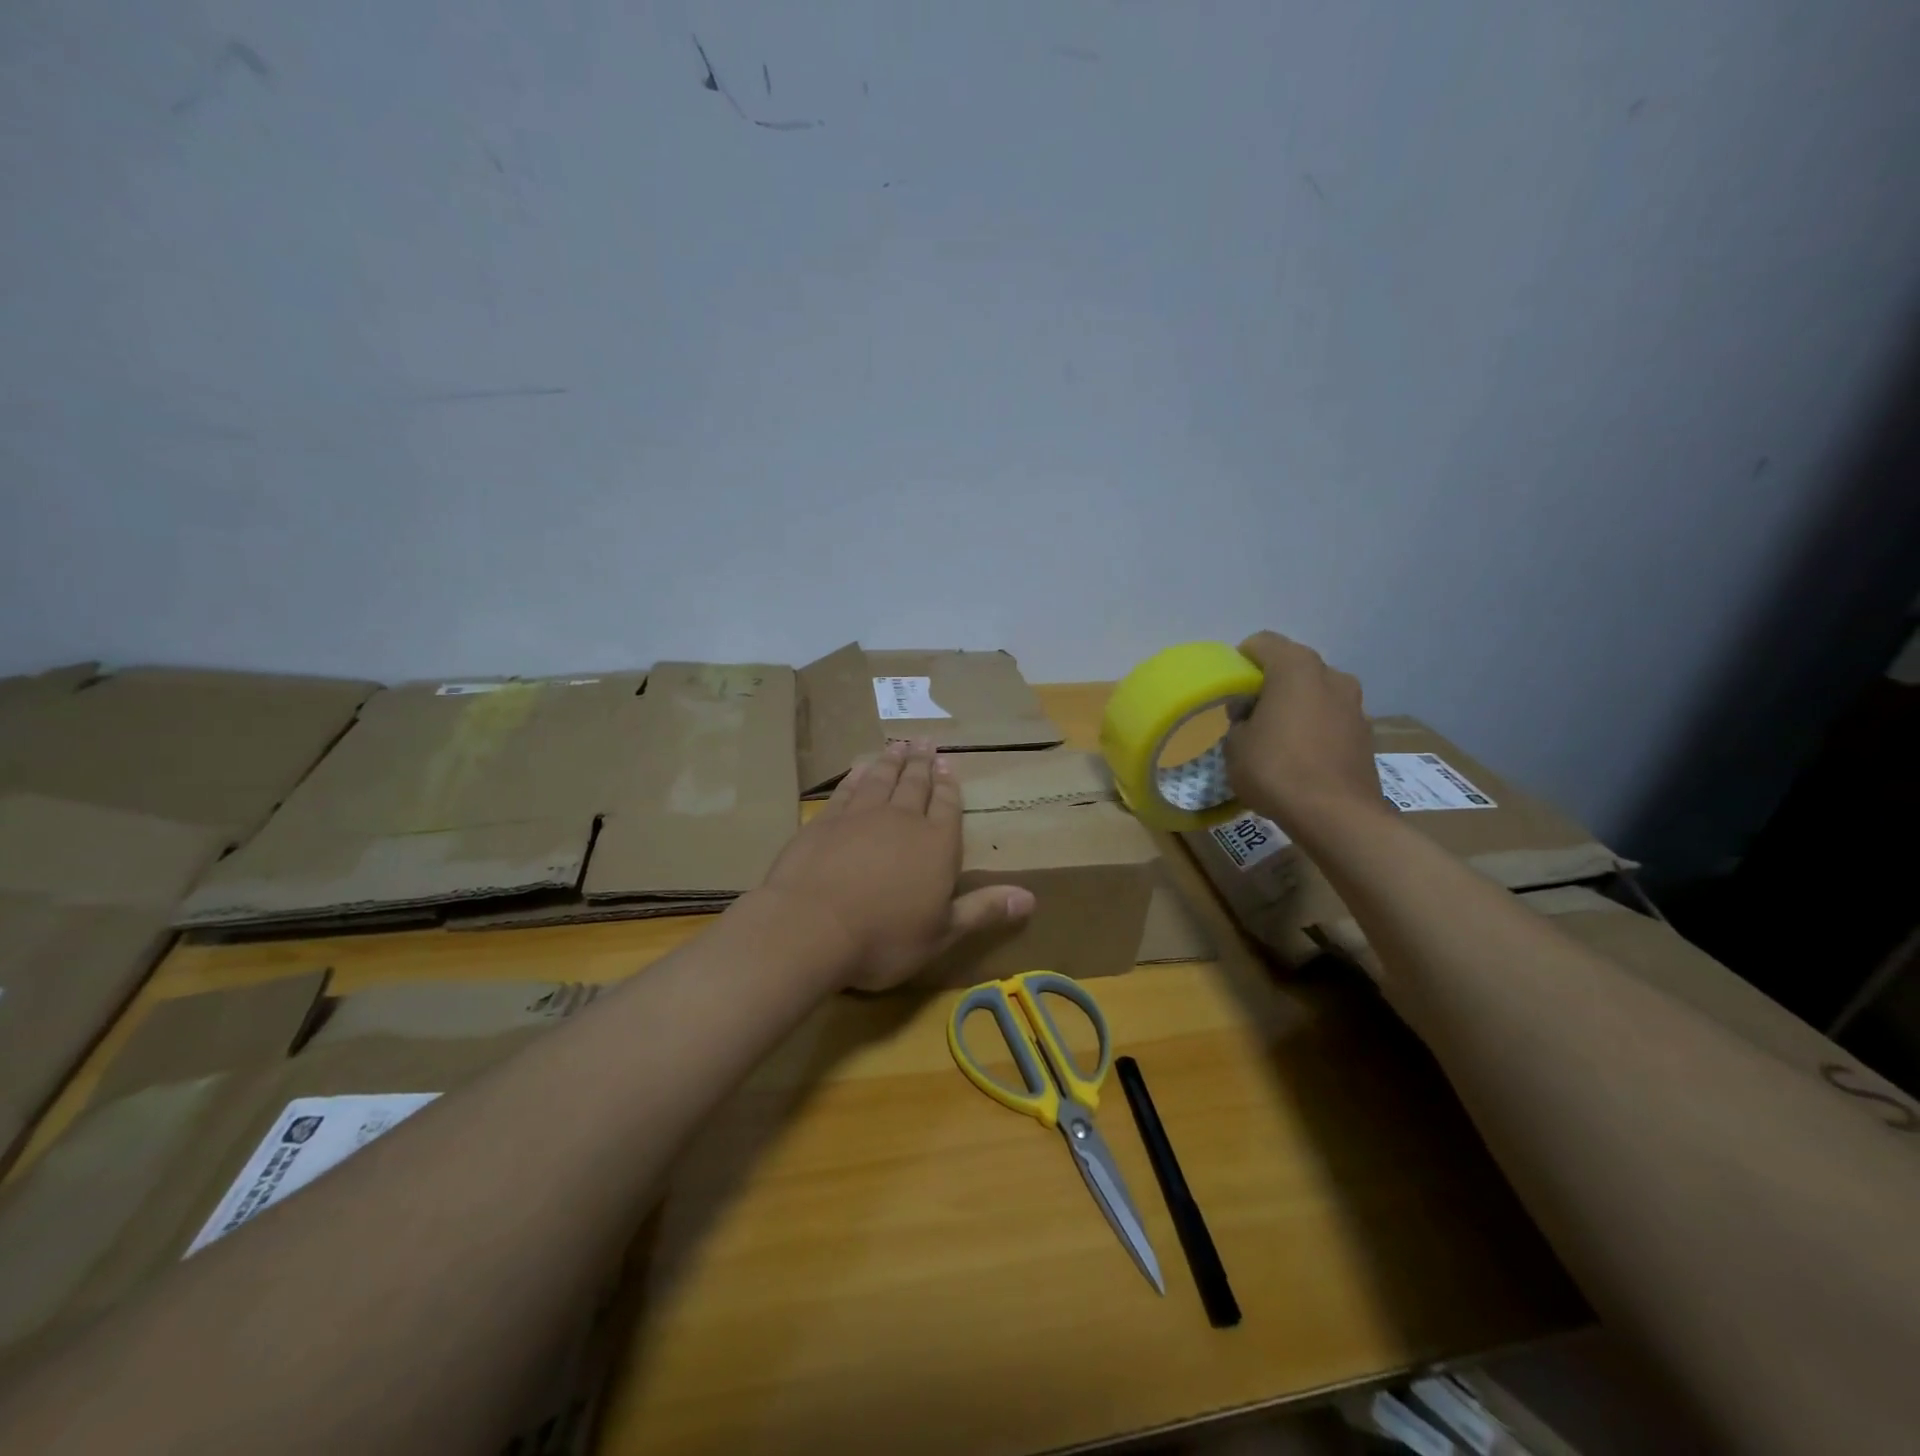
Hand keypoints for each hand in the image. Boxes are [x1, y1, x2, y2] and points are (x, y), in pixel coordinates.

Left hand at [759, 739, 1036, 991]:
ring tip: (898, 744)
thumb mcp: (942, 933)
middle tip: (925, 741)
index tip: (948, 765)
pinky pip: (847, 789)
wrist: (811, 926)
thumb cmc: (884, 938)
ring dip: (891, 761)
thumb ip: (983, 910)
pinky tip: (859, 767)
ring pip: (881, 779)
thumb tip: (1030, 898)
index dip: (949, 786)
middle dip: (922, 764)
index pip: (947, 806)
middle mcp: (902, 820)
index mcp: (936, 845)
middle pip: (915, 784)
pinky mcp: (825, 821)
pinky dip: (856, 776)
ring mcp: (860, 816)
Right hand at [1225, 632, 1389, 837]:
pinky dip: (1315, 728)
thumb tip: (1251, 716)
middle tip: (1250, 714)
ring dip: (1296, 706)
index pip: (1262, 643)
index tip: (1230, 689)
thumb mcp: (1235, 744)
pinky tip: (1301, 757)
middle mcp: (1332, 675)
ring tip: (1277, 738)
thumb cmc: (1276, 770)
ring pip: (1316, 693)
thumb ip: (1239, 720)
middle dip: (1271, 684)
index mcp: (1296, 668)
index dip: (1241, 661)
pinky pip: (1331, 719)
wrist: (1336, 816)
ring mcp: (1355, 705)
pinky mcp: (1366, 733)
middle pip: (1293, 667)